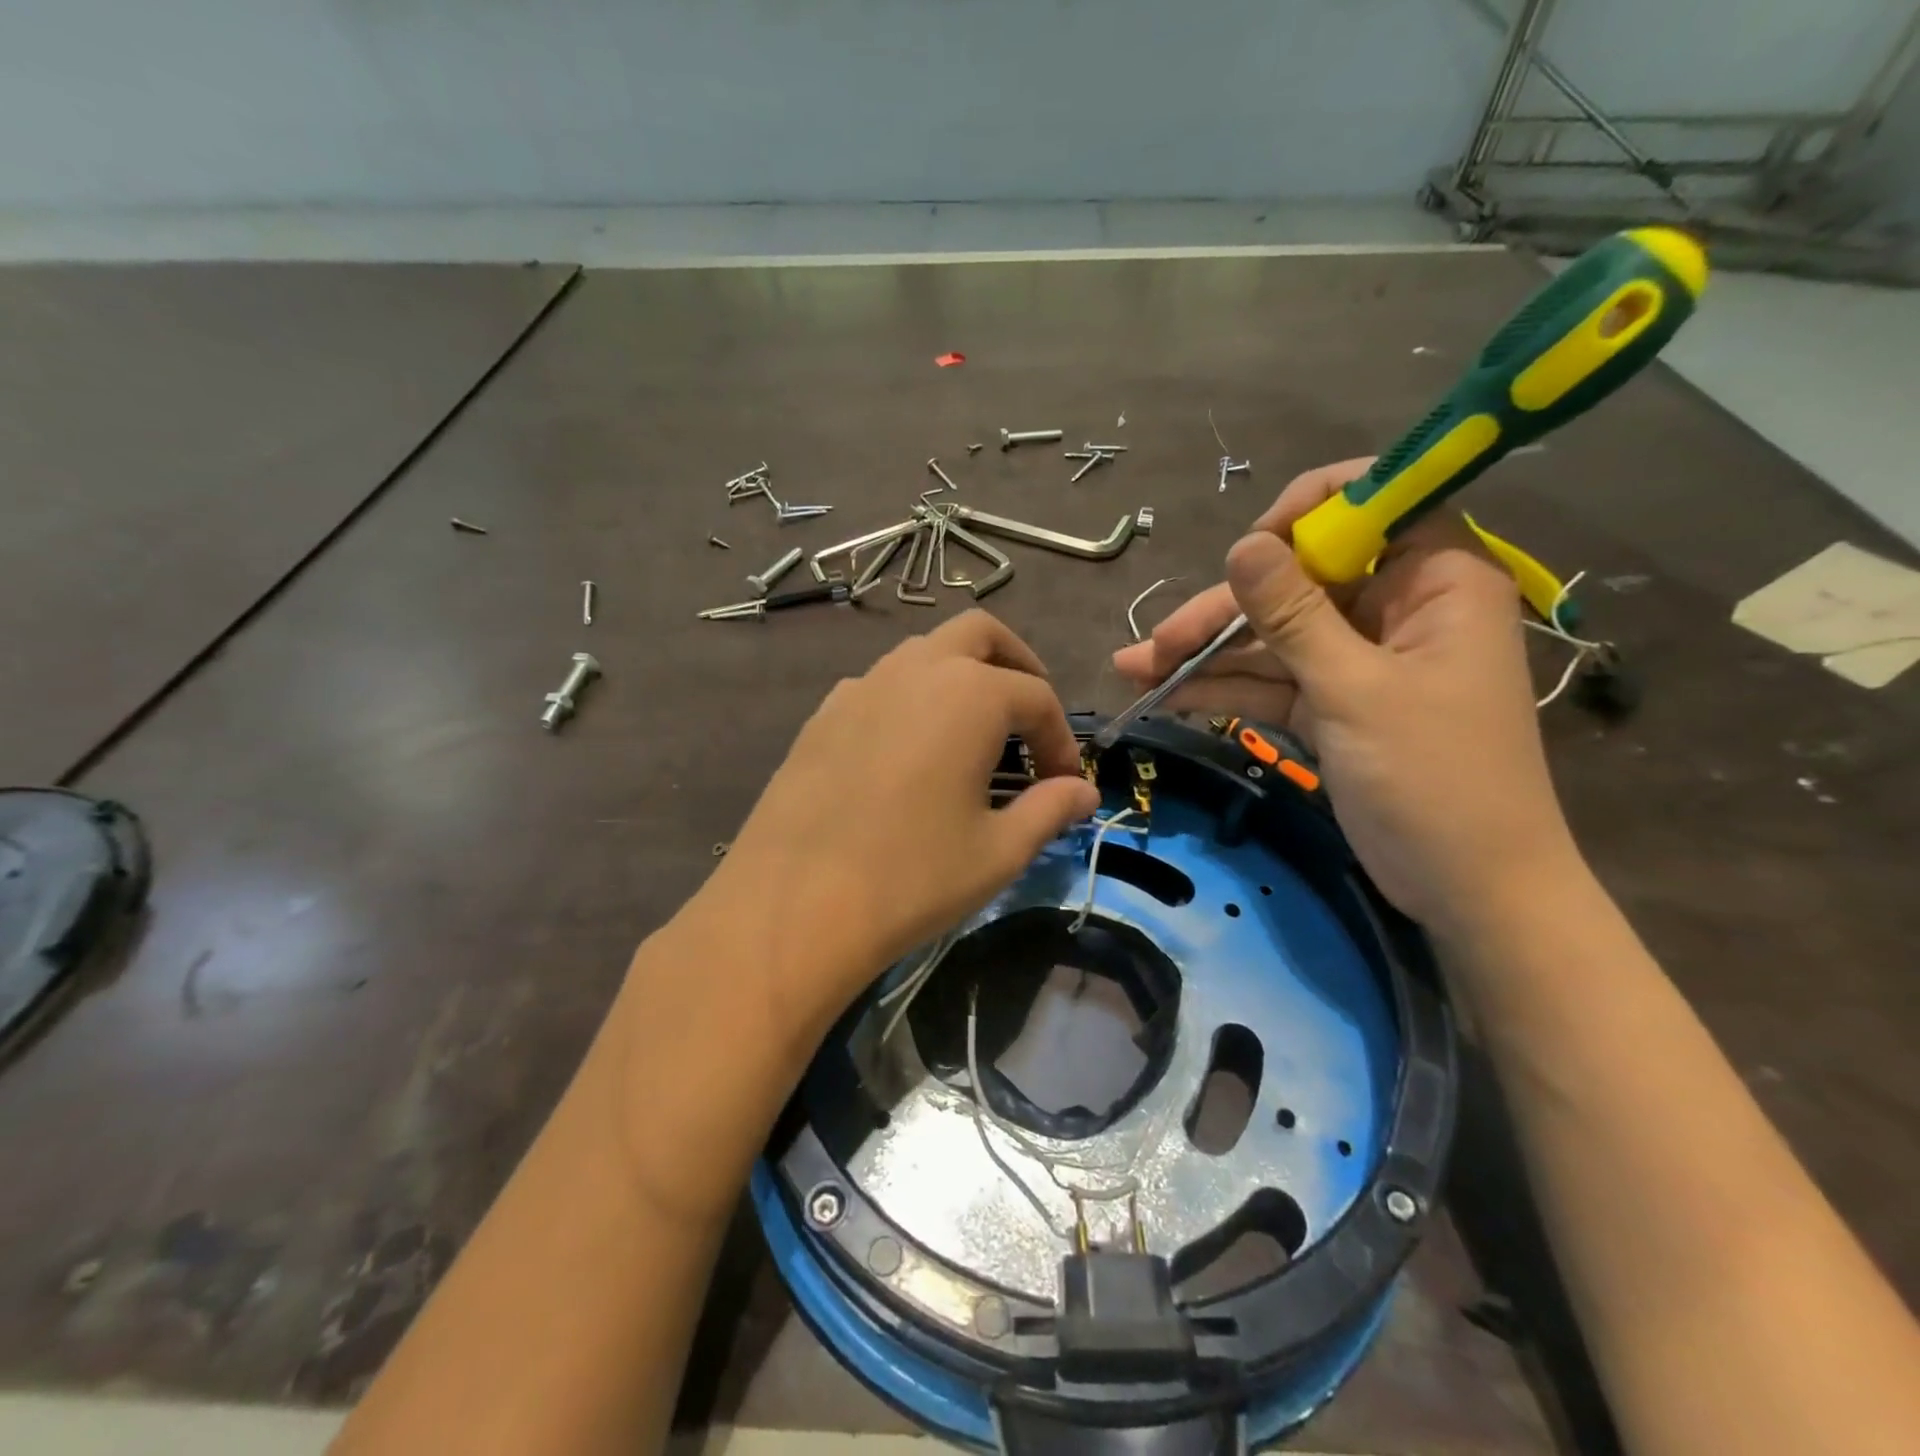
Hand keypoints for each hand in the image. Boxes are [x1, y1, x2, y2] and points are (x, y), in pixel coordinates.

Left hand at [711, 611, 1099, 1019]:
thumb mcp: (998, 850)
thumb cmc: (913, 877)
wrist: (795, 905)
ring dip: (961, 677)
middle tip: (1028, 718)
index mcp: (969, 694)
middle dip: (1016, 665)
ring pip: (925, 654)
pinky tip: (909, 753)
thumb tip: (1084, 793)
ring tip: (973, 735)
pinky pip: (881, 686)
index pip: (1036, 697)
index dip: (1060, 739)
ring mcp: (861, 687)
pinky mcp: (823, 715)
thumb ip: (1049, 810)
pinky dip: (911, 699)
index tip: (1065, 785)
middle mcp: (915, 671)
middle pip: (980, 635)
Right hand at [1113, 462, 1578, 936]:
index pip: (1373, 505)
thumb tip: (1242, 544)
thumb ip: (1293, 615)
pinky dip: (1225, 688)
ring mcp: (1360, 659)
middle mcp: (1396, 608)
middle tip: (1156, 643)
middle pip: (1298, 582)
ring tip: (1135, 669)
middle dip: (1224, 612)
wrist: (1468, 890)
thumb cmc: (1433, 780)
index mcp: (1435, 581)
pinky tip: (1167, 695)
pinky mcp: (1334, 704)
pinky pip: (1273, 680)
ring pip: (1274, 635)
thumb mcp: (1354, 691)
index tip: (1250, 549)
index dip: (1307, 513)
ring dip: (1207, 654)